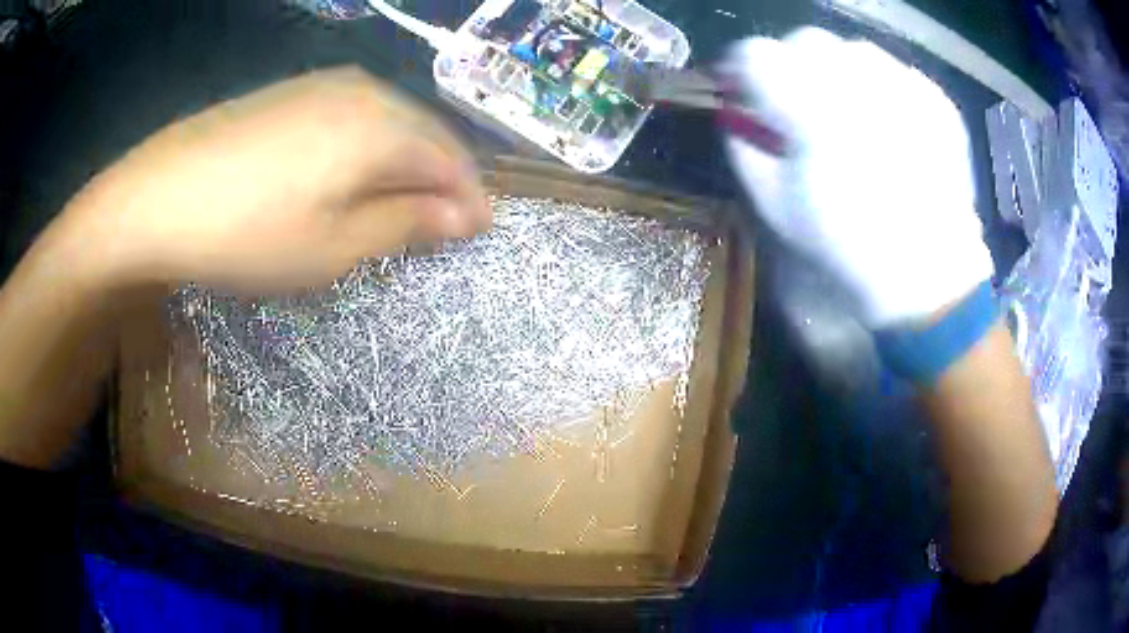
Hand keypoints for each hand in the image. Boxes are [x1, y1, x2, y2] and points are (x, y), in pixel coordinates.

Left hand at [61, 67, 490, 293]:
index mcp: (383, 127)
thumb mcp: (334, 246)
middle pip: (424, 134)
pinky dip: (368, 147)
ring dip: (405, 162)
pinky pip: (353, 116)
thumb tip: (464, 217)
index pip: (451, 160)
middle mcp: (364, 91)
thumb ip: (406, 225)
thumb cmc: (248, 233)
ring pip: (389, 121)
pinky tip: (352, 172)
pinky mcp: (291, 93)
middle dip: (443, 179)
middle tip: (445, 224)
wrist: (156, 199)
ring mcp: (323, 85)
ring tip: (402, 202)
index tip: (480, 233)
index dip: (470, 199)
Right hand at [723, 28, 993, 326]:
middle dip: (793, 64)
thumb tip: (736, 113)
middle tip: (803, 102)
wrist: (930, 276)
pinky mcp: (936, 100)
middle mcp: (859, 84)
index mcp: (811, 111)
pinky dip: (882, 87)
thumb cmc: (849, 247)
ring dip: (840, 72)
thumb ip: (745, 149)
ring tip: (850, 113)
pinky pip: (895, 70)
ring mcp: (905, 87)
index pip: (755, 55)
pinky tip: (888, 123)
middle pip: (805, 40)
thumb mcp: (777, 208)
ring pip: (853, 49)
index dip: (742, 68)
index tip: (744, 89)